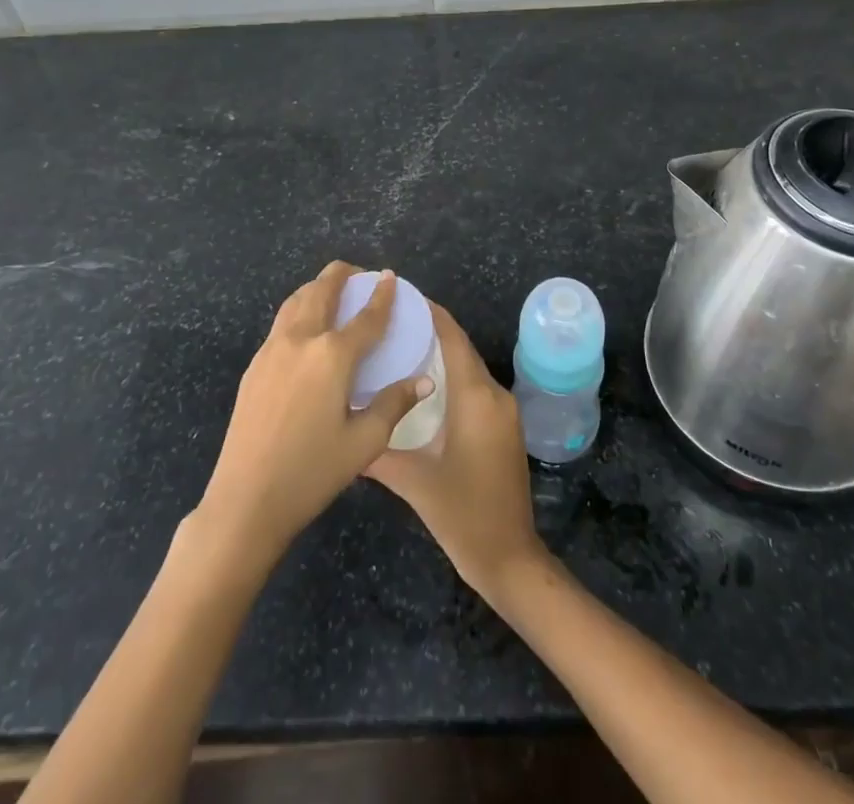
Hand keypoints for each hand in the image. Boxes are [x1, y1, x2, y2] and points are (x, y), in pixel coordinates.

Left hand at [197, 262, 434, 565]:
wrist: (246, 498)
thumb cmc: (312, 472)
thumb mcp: (364, 442)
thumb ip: (394, 404)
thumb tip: (424, 381)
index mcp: (332, 356)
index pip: (365, 317)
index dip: (381, 296)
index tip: (390, 277)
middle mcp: (301, 340)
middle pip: (322, 291)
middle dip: (341, 275)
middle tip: (358, 274)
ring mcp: (272, 350)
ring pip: (295, 301)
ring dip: (316, 287)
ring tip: (331, 289)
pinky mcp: (254, 366)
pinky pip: (281, 322)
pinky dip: (298, 308)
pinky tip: (306, 327)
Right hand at [367, 303, 549, 603]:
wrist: (510, 558)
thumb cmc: (463, 515)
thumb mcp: (414, 482)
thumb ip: (378, 450)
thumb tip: (344, 428)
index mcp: (476, 397)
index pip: (453, 337)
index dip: (430, 312)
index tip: (401, 295)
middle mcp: (494, 395)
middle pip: (460, 348)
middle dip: (429, 330)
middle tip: (389, 323)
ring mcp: (503, 411)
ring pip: (468, 368)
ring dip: (440, 354)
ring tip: (399, 347)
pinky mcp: (504, 427)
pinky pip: (475, 387)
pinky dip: (451, 377)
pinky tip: (422, 385)